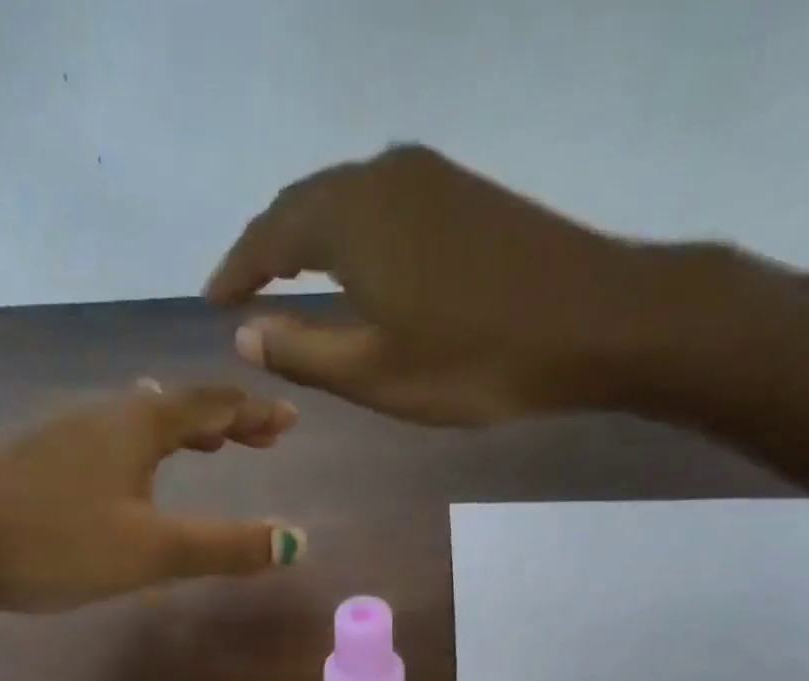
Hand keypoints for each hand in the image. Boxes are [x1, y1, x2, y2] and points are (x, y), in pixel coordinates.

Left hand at [0, 380, 306, 613]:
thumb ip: (225, 548)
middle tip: (259, 436)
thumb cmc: (55, 541)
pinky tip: (129, 472)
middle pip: (177, 406)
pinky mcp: (39, 462)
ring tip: (205, 446)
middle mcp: (104, 417)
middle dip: (223, 420)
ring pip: (139, 421)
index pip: (212, 405)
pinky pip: (111, 442)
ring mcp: (65, 436)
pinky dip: (144, 450)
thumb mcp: (151, 551)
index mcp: (138, 426)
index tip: (289, 419)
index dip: (254, 413)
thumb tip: (297, 541)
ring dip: (182, 431)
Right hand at [204, 144, 779, 424]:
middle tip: (243, 288)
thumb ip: (302, 353)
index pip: (270, 234)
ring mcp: (429, 177)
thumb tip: (244, 335)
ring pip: (344, 198)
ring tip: (286, 277)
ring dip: (308, 236)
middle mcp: (383, 177)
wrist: (595, 321)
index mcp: (351, 219)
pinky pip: (381, 202)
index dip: (236, 268)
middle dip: (267, 246)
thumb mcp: (375, 374)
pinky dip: (349, 231)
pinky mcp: (462, 191)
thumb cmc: (474, 360)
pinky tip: (352, 263)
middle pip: (304, 203)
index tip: (213, 299)